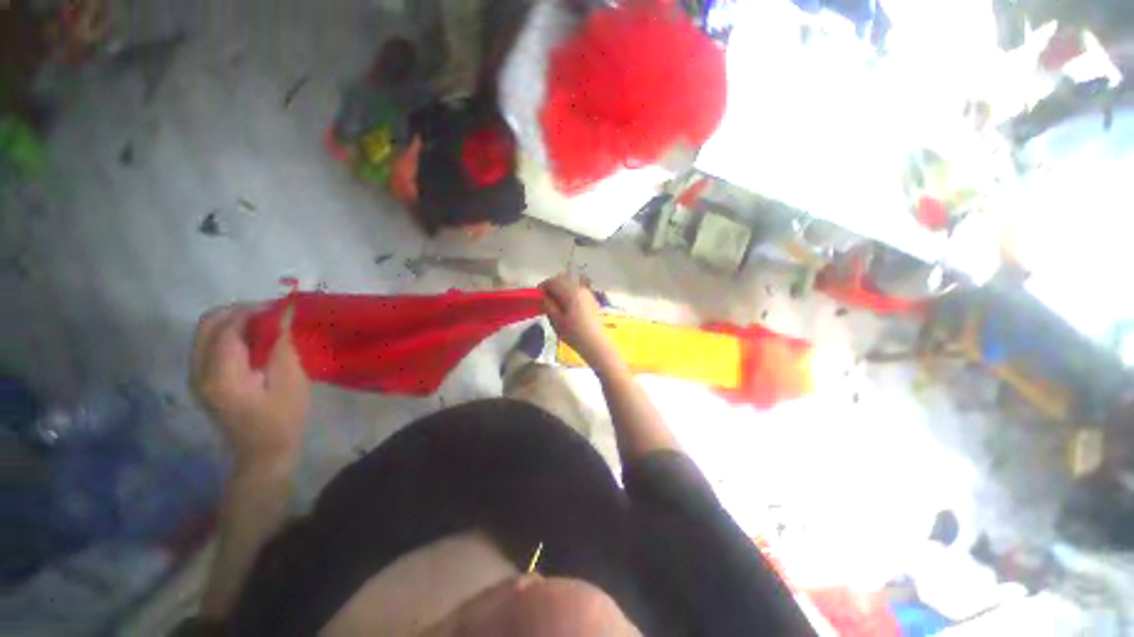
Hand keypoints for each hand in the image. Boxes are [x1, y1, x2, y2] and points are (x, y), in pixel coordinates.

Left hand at [191, 304, 310, 470]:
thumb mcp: (290, 381)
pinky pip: (209, 344)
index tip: (281, 308)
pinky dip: (230, 334)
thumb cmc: (283, 419)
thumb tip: (281, 314)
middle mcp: (199, 371)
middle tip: (271, 314)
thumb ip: (281, 345)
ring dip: (235, 321)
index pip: (228, 327)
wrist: (263, 453)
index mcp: (221, 374)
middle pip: (208, 323)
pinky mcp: (202, 380)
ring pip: (206, 332)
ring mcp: (196, 376)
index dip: (254, 311)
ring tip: (266, 325)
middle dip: (239, 311)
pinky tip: (255, 341)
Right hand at [540, 274, 617, 370]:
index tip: (537, 295)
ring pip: (571, 283)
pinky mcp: (591, 299)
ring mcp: (587, 293)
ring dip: (561, 287)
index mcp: (571, 293)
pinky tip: (567, 304)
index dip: (543, 286)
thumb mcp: (556, 321)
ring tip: (555, 301)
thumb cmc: (573, 333)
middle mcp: (580, 288)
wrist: (595, 343)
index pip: (553, 282)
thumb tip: (544, 297)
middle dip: (552, 285)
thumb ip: (548, 305)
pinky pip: (578, 289)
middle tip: (545, 297)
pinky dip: (570, 291)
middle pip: (563, 279)